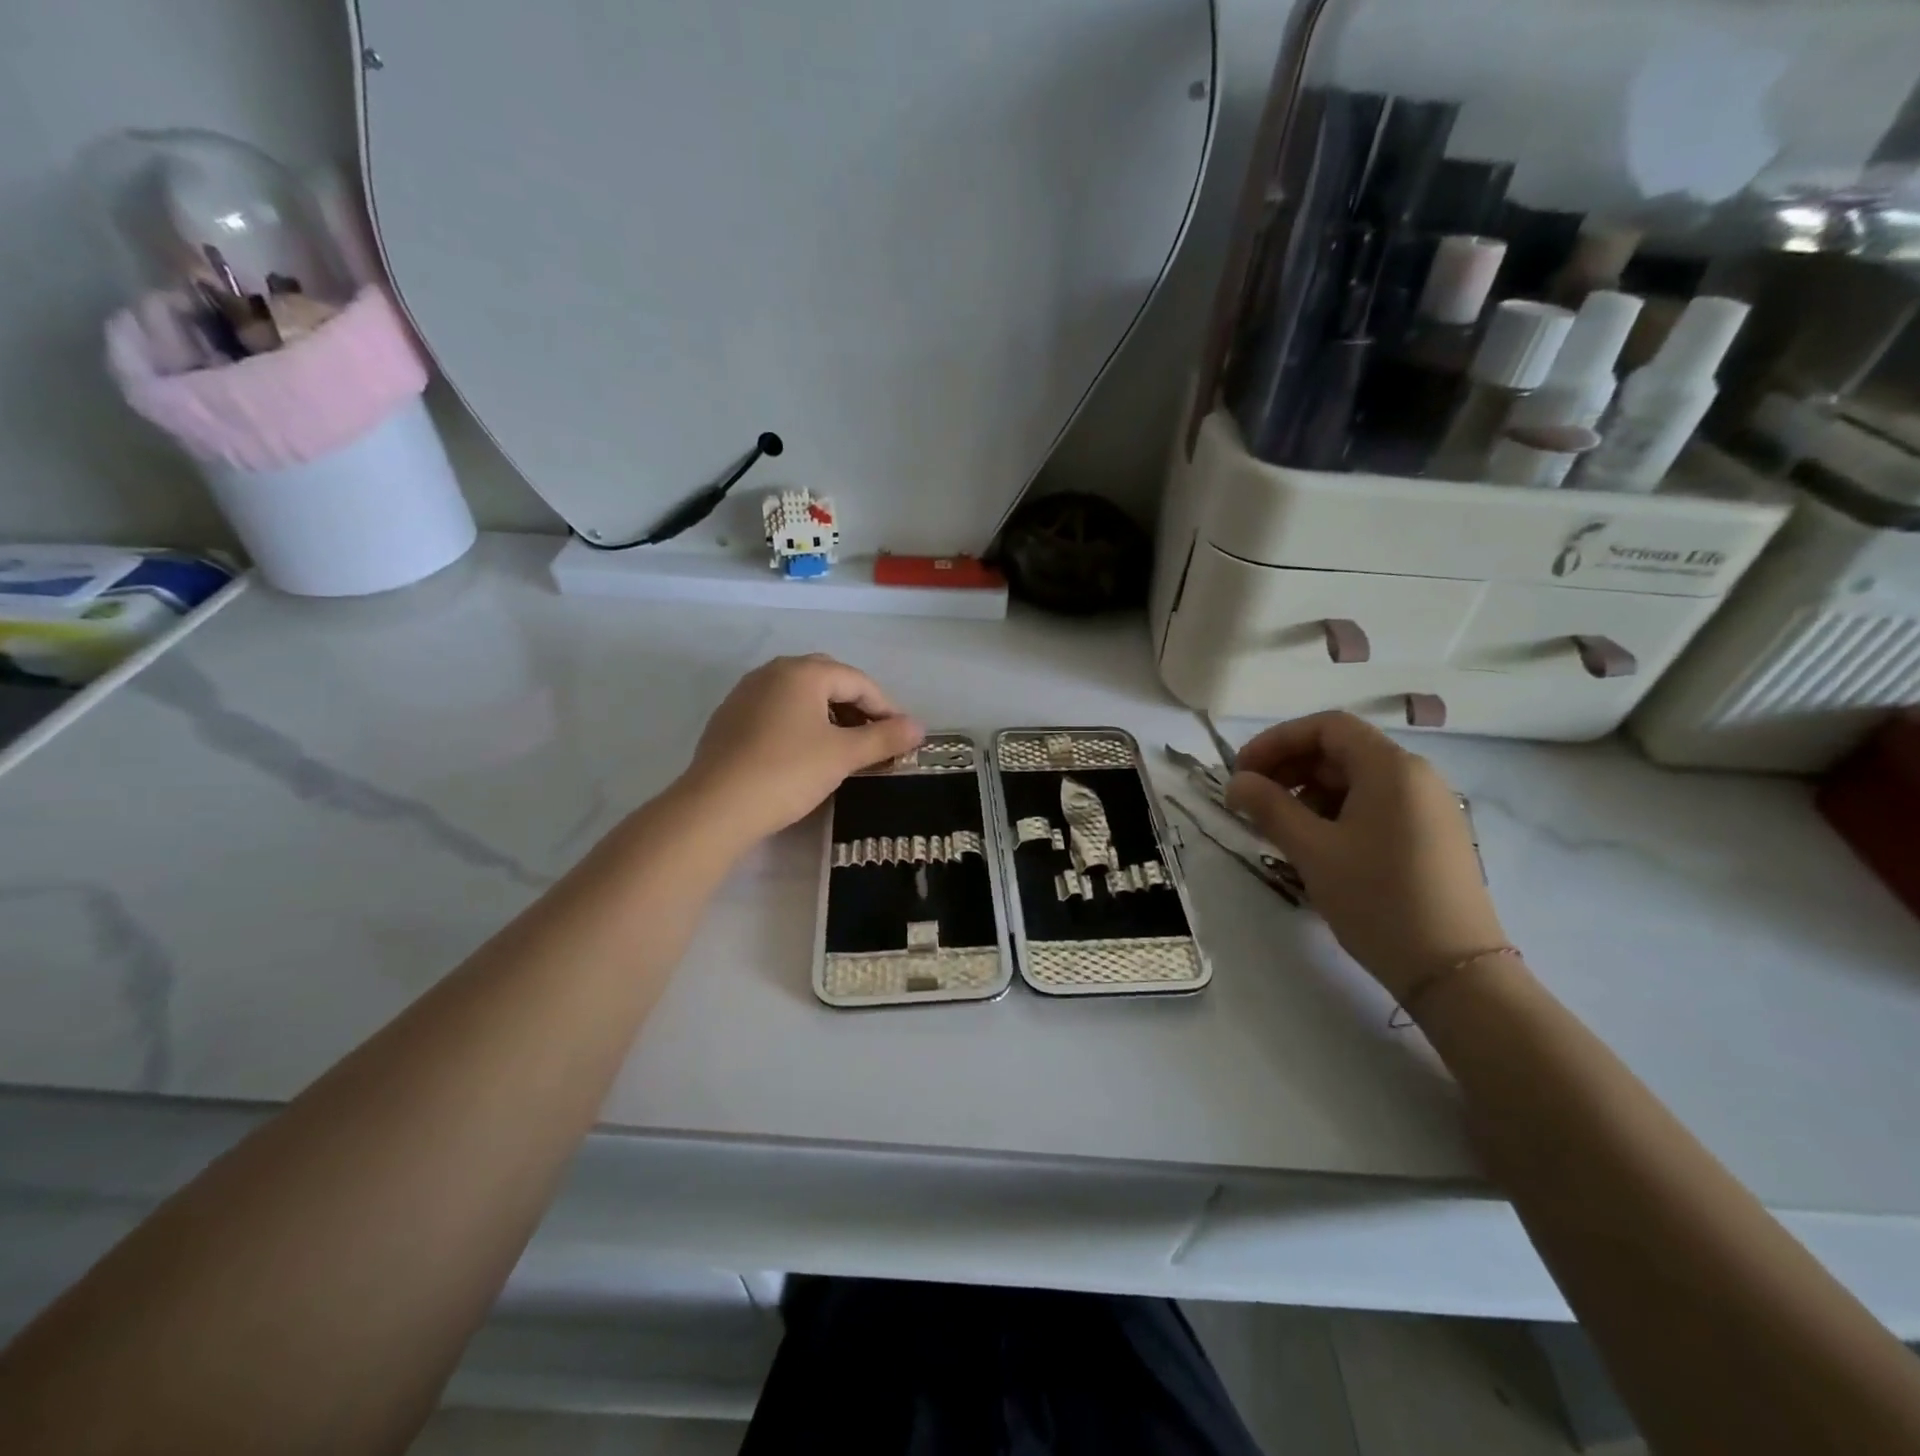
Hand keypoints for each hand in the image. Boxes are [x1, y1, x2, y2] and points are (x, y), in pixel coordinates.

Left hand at [680, 655, 923, 848]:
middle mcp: (773, 672)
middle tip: (874, 737)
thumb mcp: (843, 755)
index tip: (903, 737)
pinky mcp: (730, 718)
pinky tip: (804, 753)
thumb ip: (884, 738)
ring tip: (844, 747)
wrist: (716, 807)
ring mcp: (746, 693)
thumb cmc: (788, 772)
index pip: (858, 681)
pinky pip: (777, 710)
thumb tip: (919, 727)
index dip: (886, 707)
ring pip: (800, 695)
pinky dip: (800, 724)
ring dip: (828, 714)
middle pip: (828, 680)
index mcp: (802, 672)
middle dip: (856, 706)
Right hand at [1224, 712, 1505, 999]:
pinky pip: (1375, 804)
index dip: (1277, 741)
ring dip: (1309, 792)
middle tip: (1252, 800)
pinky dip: (1337, 811)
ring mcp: (1428, 806)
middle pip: (1341, 750)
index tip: (1242, 771)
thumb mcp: (1312, 850)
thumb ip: (1269, 807)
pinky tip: (1316, 843)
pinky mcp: (1432, 835)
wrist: (1454, 971)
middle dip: (1290, 767)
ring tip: (1279, 827)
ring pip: (1357, 779)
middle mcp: (1416, 776)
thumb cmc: (1377, 899)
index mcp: (1391, 768)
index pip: (1326, 727)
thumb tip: (1236, 782)